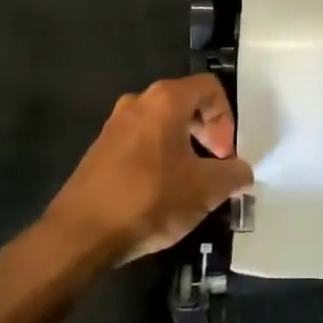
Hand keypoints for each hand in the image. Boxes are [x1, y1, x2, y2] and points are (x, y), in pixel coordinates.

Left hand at [41, 74, 251, 267]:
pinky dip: (160, 158)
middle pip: (185, 103)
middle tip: (216, 165)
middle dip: (207, 132)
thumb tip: (242, 172)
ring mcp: (114, 126)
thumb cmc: (150, 199)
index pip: (210, 88)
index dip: (227, 119)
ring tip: (192, 182)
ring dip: (184, 147)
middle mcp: (138, 103)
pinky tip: (162, 192)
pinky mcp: (99, 151)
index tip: (226, 154)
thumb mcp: (206, 189)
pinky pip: (141, 143)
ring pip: (162, 125)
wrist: (81, 234)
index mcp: (166, 100)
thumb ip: (233, 174)